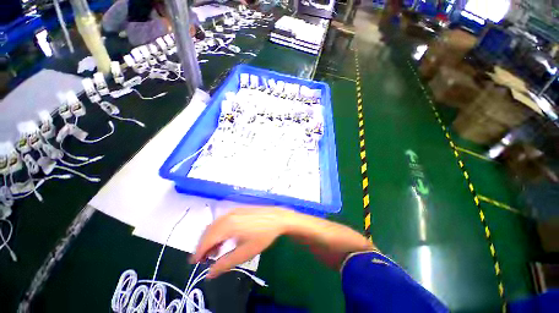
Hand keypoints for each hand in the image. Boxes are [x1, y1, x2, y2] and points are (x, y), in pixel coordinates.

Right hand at [191, 207, 292, 277]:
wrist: (277, 217)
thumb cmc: (262, 236)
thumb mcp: (245, 253)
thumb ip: (225, 264)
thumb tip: (209, 274)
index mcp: (227, 225)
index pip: (206, 240)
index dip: (198, 252)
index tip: (194, 263)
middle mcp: (227, 215)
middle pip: (208, 231)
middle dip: (203, 245)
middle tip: (204, 259)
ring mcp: (233, 210)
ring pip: (214, 225)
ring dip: (210, 238)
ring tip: (214, 251)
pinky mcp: (238, 209)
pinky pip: (222, 220)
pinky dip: (218, 230)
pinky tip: (224, 239)